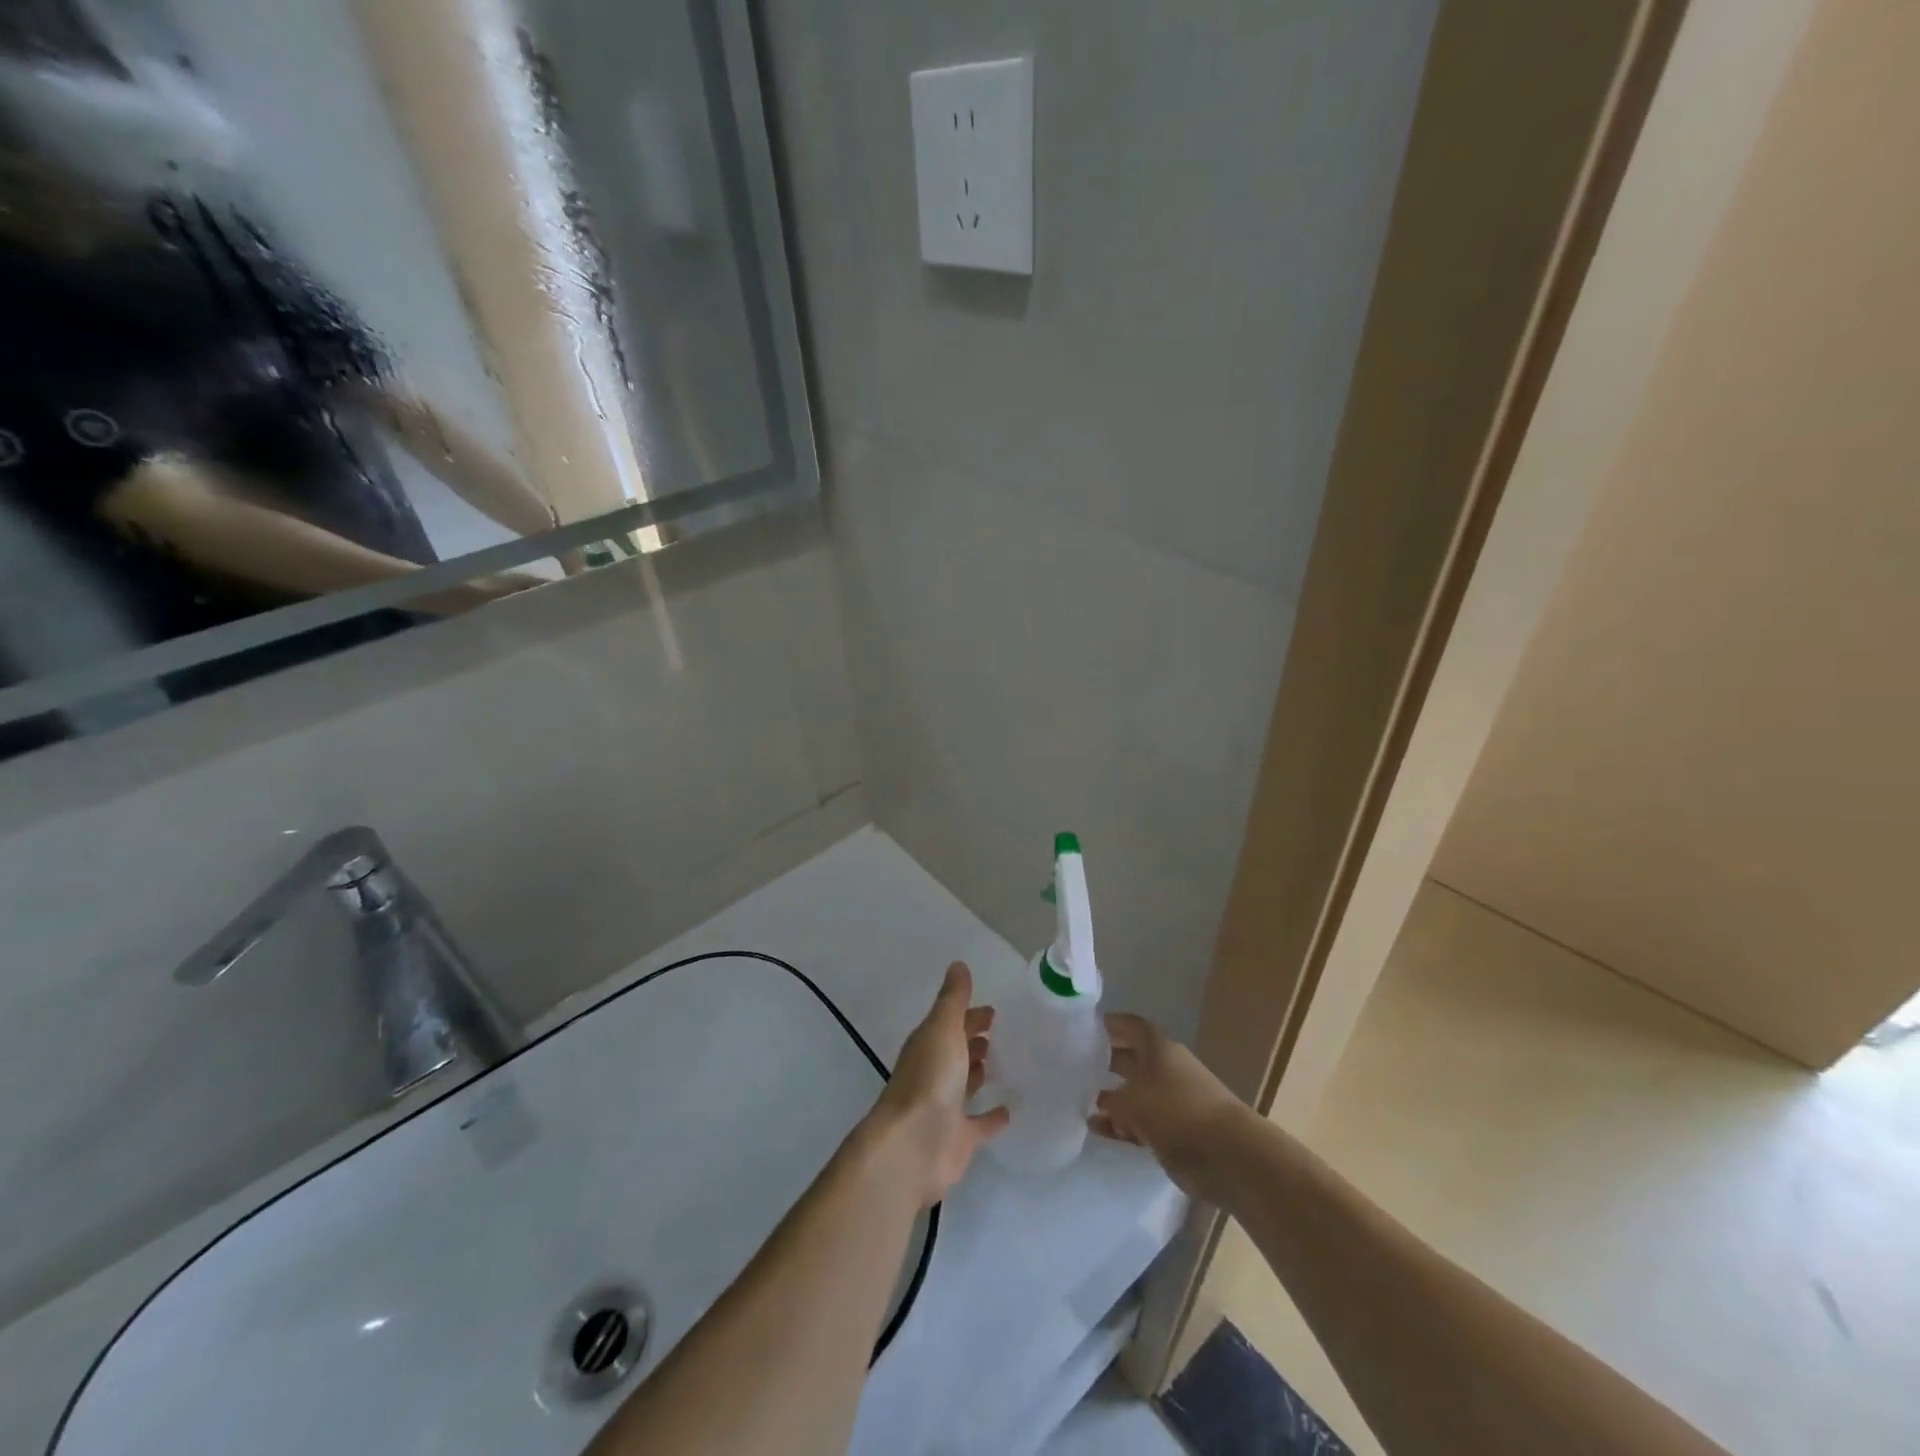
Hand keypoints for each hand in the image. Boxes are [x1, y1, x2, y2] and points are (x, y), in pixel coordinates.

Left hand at [869, 962, 1009, 1207]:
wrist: (914, 1145)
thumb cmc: (929, 1078)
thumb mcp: (942, 1028)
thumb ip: (953, 999)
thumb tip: (958, 964)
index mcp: (929, 1045)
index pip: (951, 1023)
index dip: (970, 1016)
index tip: (993, 1011)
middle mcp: (935, 1073)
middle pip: (957, 1051)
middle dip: (974, 1040)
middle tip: (1000, 1033)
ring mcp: (946, 1107)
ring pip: (966, 1084)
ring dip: (980, 1072)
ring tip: (1004, 1062)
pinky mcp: (959, 1139)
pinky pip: (980, 1124)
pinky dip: (992, 1117)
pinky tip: (1010, 1110)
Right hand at [1088, 1013, 1249, 1198]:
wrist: (1229, 1155)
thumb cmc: (1176, 1112)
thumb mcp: (1131, 1101)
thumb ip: (1109, 1099)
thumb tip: (1099, 1101)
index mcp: (1158, 1048)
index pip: (1130, 1026)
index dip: (1109, 1025)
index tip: (1083, 1029)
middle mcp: (1166, 1069)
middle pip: (1131, 1059)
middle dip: (1105, 1063)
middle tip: (1075, 1068)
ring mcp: (1173, 1101)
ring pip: (1135, 1094)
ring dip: (1112, 1100)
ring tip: (1082, 1105)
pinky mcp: (1177, 1131)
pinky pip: (1142, 1123)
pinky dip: (1123, 1126)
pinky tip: (1100, 1131)